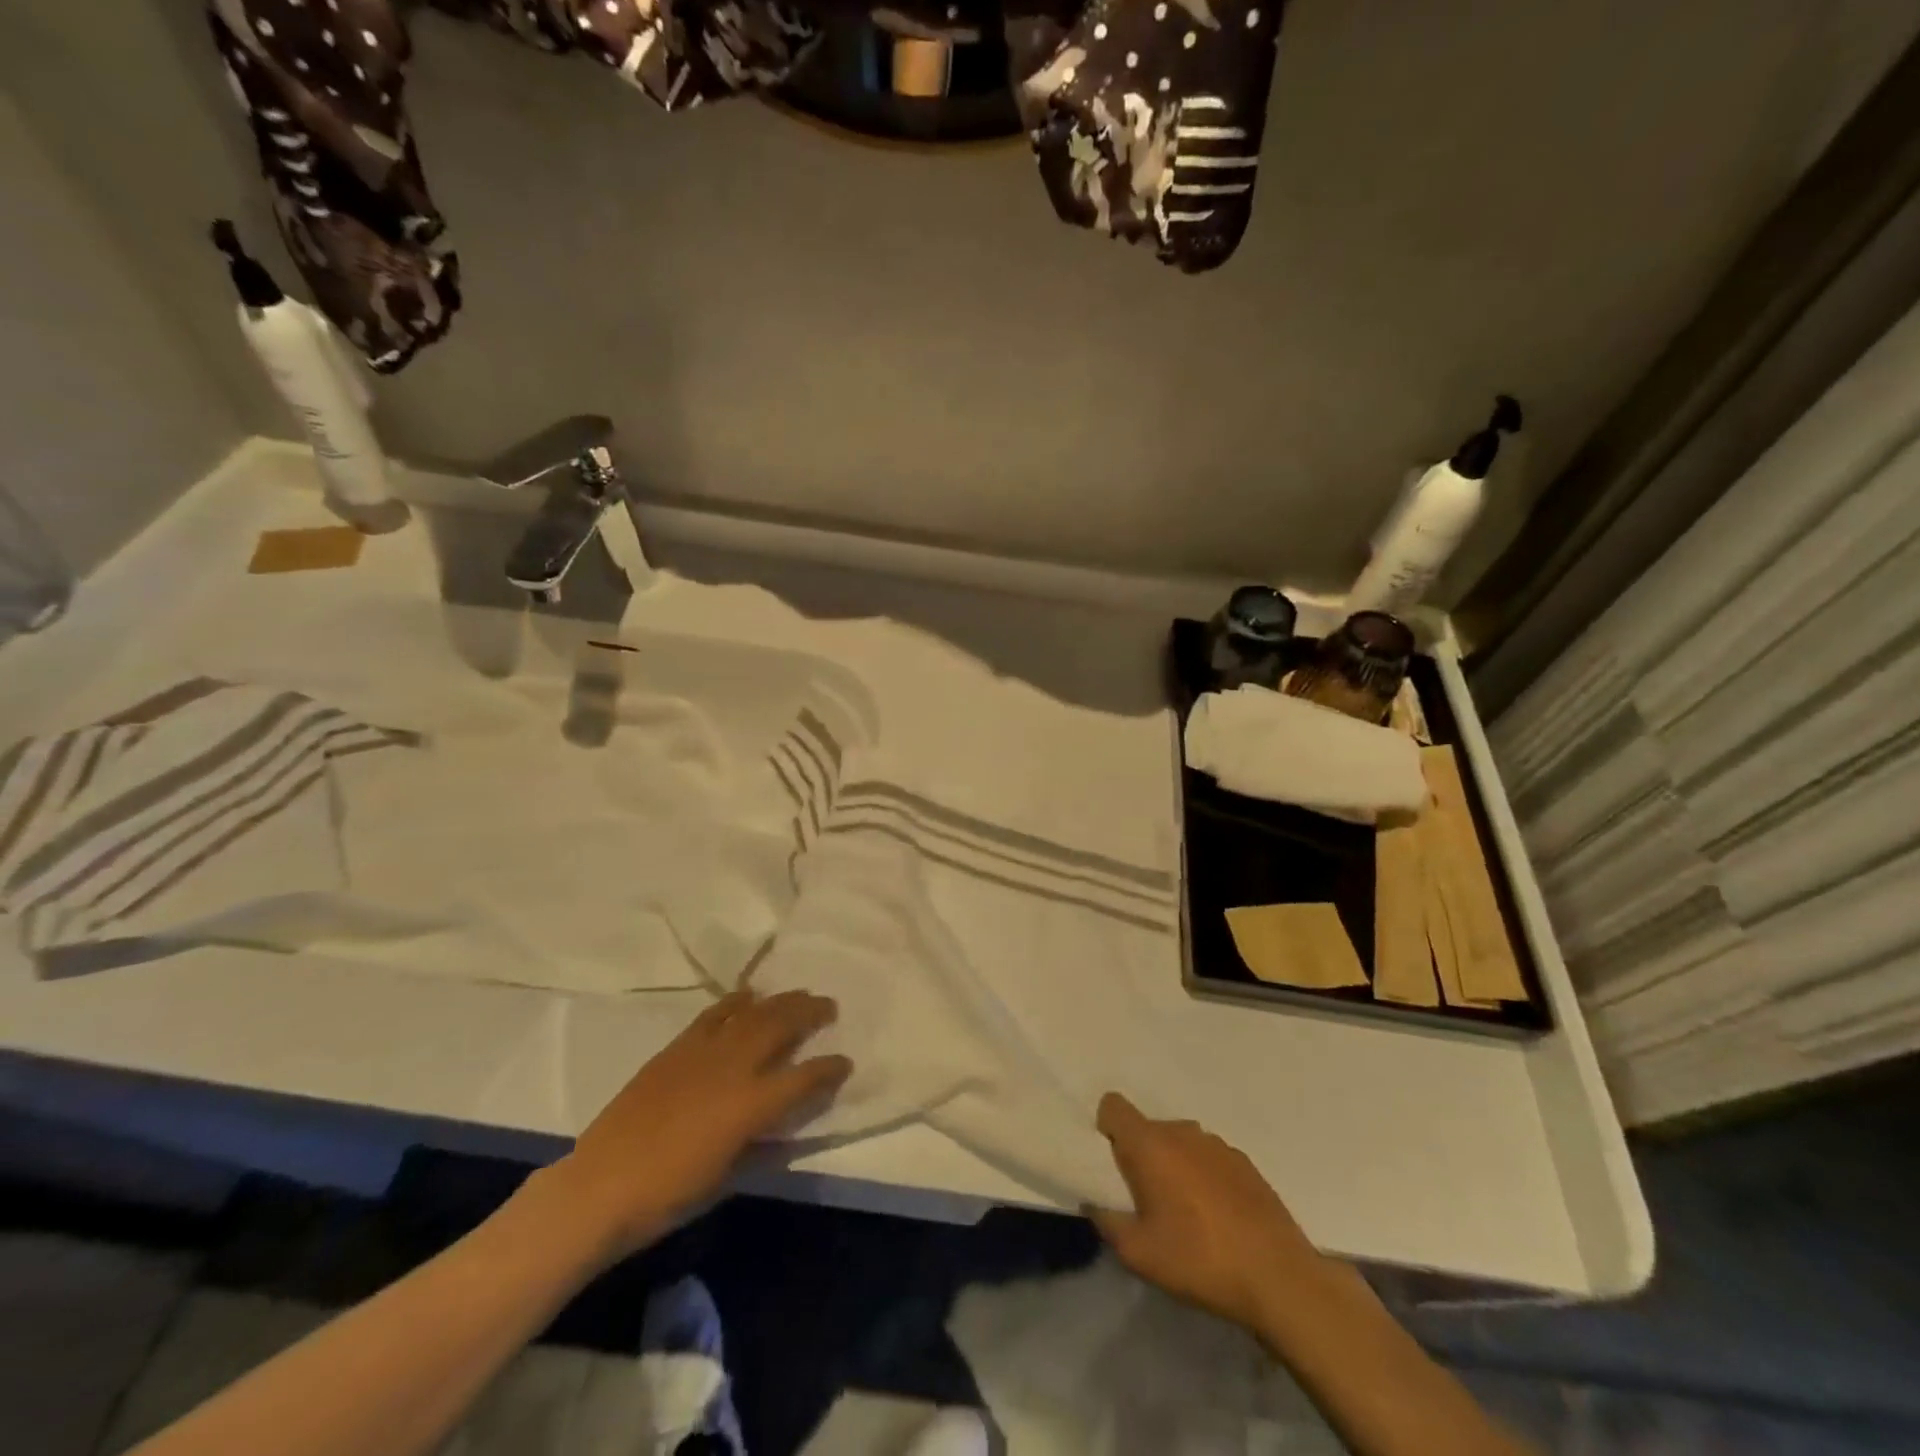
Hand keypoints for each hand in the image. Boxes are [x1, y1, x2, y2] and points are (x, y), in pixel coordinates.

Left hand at [543, 989, 851, 1260]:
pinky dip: (736, 1002)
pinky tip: (748, 997)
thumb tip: (780, 1124)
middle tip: (829, 1006)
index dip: (829, 1069)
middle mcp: (733, 1068)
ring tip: (798, 995)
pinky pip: (714, 1014)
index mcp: (750, 1106)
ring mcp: (702, 1052)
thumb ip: (759, 1143)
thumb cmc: (667, 1196)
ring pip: (751, 1013)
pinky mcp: (676, 1049)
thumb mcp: (726, 1177)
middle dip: (809, 1013)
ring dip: (779, 1001)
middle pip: (780, 1026)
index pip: (804, 1078)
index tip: (845, 1062)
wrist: (599, 1187)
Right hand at [1088, 1092, 1324, 1332]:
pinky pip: (1209, 1158)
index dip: (1106, 1128)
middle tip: (1148, 1200)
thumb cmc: (1199, 1260)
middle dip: (1142, 1156)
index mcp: (1150, 1144)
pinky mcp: (1245, 1162)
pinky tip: (1218, 1217)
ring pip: (1180, 1142)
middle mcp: (1182, 1131)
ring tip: (1186, 1212)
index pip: (1113, 1106)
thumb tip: (1096, 1202)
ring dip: (1174, 1165)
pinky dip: (1204, 1176)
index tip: (1112, 1165)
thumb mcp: (1137, 1253)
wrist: (1279, 1279)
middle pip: (1148, 1128)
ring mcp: (1217, 1144)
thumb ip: (1107, 1220)